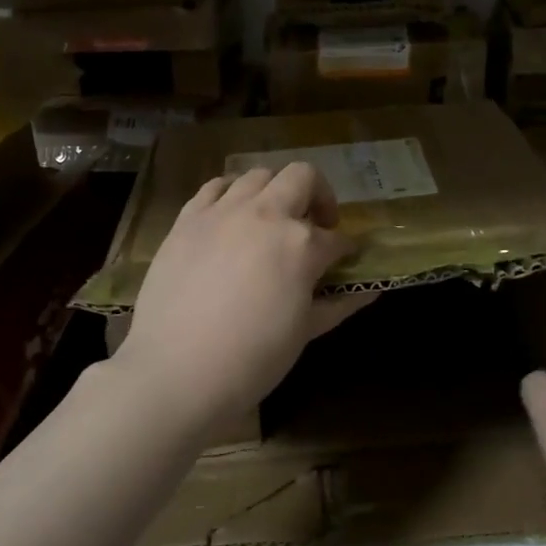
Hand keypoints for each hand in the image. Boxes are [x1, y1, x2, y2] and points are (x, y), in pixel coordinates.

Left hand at [113, 162, 372, 428]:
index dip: (346, 249)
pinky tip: (232, 217)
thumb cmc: (252, 359)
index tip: (346, 259)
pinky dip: (231, 193)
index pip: (337, 239)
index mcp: (301, 244)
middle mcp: (266, 214)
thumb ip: (338, 304)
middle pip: (303, 178)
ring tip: (272, 219)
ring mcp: (223, 211)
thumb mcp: (304, 332)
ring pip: (259, 174)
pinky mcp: (188, 218)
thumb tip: (369, 290)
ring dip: (276, 191)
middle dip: (318, 196)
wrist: (176, 371)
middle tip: (315, 226)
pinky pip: (215, 186)